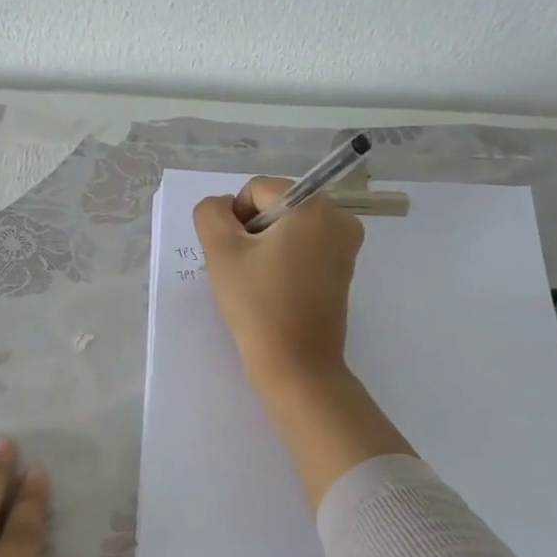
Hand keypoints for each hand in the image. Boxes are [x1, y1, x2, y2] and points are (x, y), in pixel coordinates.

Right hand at [194, 175, 366, 394]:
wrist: (296, 365)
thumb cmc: (258, 306)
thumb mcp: (221, 252)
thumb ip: (211, 214)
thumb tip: (223, 207)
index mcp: (315, 206)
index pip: (258, 190)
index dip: (235, 218)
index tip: (234, 256)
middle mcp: (339, 218)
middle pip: (277, 207)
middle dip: (252, 232)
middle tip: (244, 272)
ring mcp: (346, 246)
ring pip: (289, 229)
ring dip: (265, 248)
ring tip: (258, 283)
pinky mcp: (344, 270)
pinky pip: (304, 249)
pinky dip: (284, 261)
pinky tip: (274, 290)